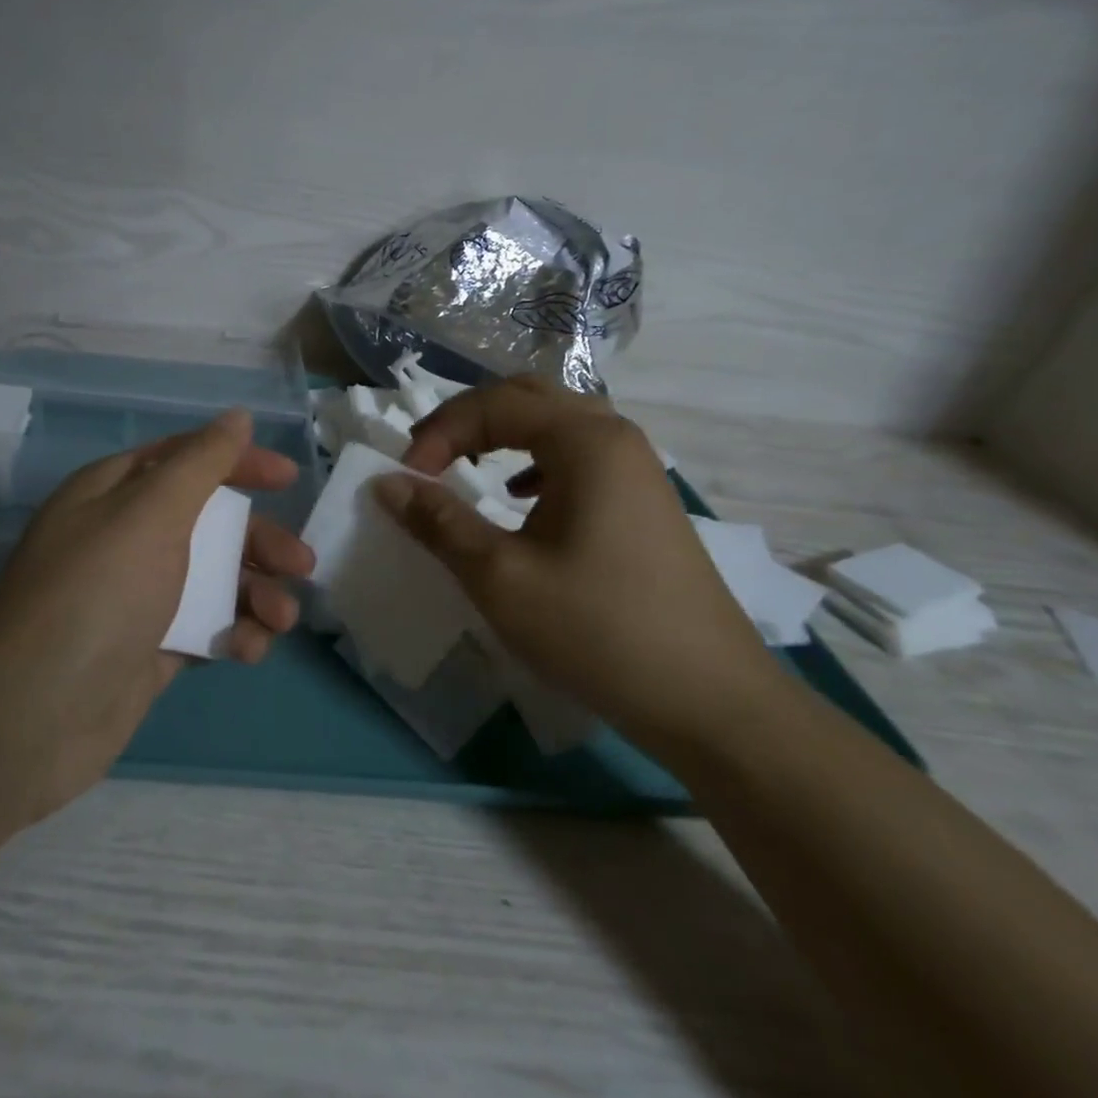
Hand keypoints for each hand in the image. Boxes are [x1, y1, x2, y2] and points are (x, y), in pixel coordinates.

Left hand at [0, 409, 312, 826]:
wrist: (31, 715)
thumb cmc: (96, 592)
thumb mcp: (149, 512)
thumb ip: (200, 463)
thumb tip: (237, 417)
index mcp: (115, 493)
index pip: (184, 460)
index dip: (237, 461)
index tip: (288, 478)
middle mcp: (125, 539)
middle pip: (208, 523)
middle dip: (258, 539)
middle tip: (300, 564)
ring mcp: (137, 598)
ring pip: (212, 580)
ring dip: (255, 593)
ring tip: (280, 618)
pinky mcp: (148, 650)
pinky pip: (203, 629)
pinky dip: (232, 634)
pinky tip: (248, 650)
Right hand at [375, 376, 780, 751]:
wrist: (710, 701)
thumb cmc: (596, 629)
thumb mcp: (500, 576)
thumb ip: (438, 521)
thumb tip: (386, 483)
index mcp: (585, 440)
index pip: (493, 404)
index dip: (438, 433)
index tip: (406, 481)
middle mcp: (616, 437)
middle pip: (528, 397)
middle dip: (468, 420)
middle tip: (429, 459)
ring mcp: (637, 468)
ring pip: (556, 423)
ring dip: (502, 435)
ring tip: (466, 466)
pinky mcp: (643, 501)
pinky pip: (578, 455)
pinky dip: (535, 460)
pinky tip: (520, 497)